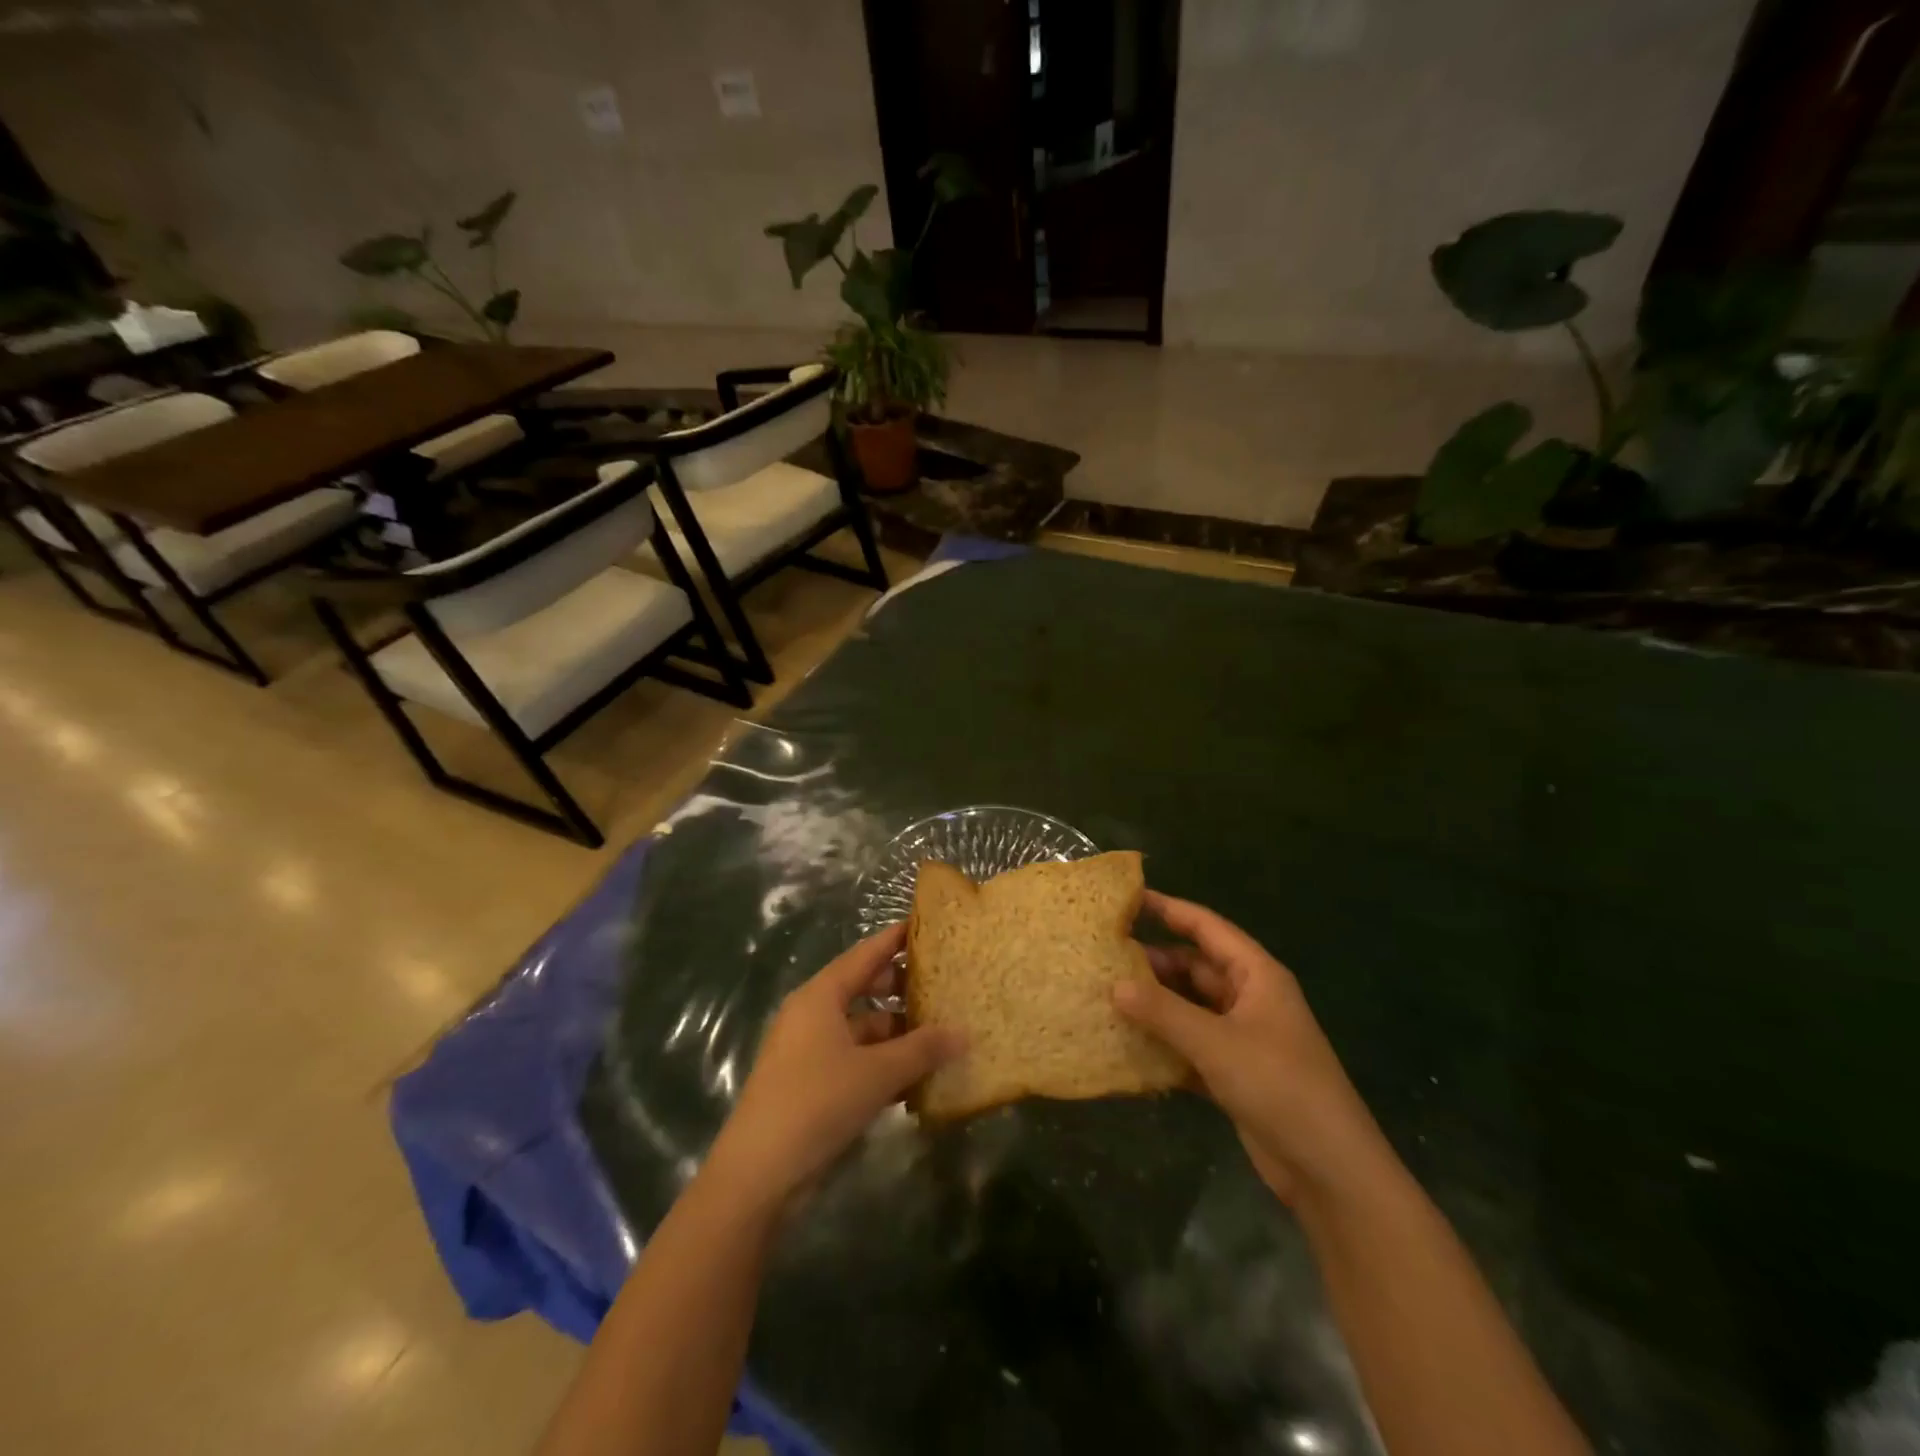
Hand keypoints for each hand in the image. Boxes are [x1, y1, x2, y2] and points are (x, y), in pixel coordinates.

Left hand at [704, 924, 964, 1212]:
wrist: (758, 1175)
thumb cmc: (817, 1103)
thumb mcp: (877, 1073)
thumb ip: (922, 1049)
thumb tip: (964, 1033)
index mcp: (820, 997)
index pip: (864, 954)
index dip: (894, 940)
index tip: (925, 926)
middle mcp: (812, 1015)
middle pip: (863, 990)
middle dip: (902, 990)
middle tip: (943, 986)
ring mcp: (809, 1051)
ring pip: (862, 1029)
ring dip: (897, 1035)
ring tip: (941, 1037)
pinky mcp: (810, 1084)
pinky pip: (854, 1060)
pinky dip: (882, 1064)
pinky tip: (916, 1080)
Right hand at [1114, 891, 1390, 1206]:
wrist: (1329, 1170)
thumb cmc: (1279, 1086)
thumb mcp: (1216, 1043)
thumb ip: (1163, 1012)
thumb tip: (1113, 985)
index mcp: (1256, 975)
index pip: (1206, 927)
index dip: (1168, 909)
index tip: (1126, 899)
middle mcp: (1249, 998)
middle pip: (1194, 967)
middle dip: (1153, 963)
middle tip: (1103, 959)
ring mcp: (1242, 1037)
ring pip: (1190, 1007)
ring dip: (1155, 1005)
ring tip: (1105, 997)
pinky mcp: (1234, 1072)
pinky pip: (1190, 1045)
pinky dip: (1164, 1044)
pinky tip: (1127, 1045)